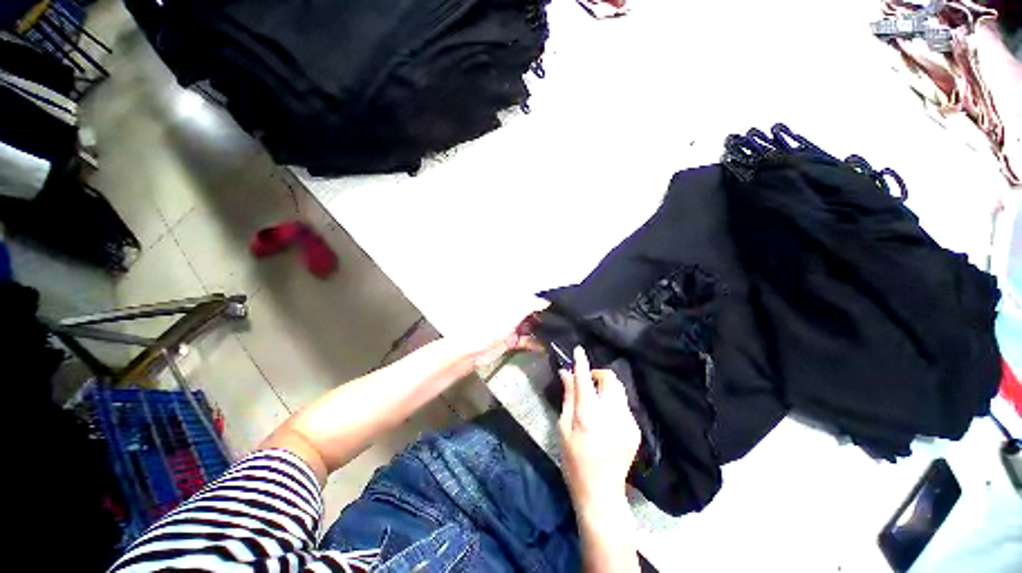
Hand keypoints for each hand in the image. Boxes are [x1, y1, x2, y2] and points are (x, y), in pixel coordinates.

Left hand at [444, 296, 548, 367]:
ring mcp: (510, 327)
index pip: (528, 297)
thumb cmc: (489, 326)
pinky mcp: (511, 341)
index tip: (557, 302)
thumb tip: (546, 301)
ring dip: (542, 330)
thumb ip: (530, 305)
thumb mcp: (512, 312)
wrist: (472, 350)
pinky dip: (536, 343)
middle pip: (531, 312)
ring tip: (558, 332)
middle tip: (561, 319)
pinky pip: (526, 340)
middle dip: (544, 315)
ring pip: (530, 326)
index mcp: (509, 301)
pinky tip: (547, 345)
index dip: (541, 299)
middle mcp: (510, 312)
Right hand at [558, 347, 640, 509]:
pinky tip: (605, 418)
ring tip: (595, 402)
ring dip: (605, 388)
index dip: (581, 362)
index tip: (578, 350)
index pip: (584, 380)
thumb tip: (566, 373)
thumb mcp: (563, 428)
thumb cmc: (574, 460)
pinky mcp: (635, 429)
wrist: (601, 492)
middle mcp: (612, 414)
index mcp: (589, 415)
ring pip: (619, 390)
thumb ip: (568, 397)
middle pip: (610, 379)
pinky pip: (623, 404)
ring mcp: (628, 422)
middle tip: (586, 385)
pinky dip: (612, 402)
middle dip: (598, 375)